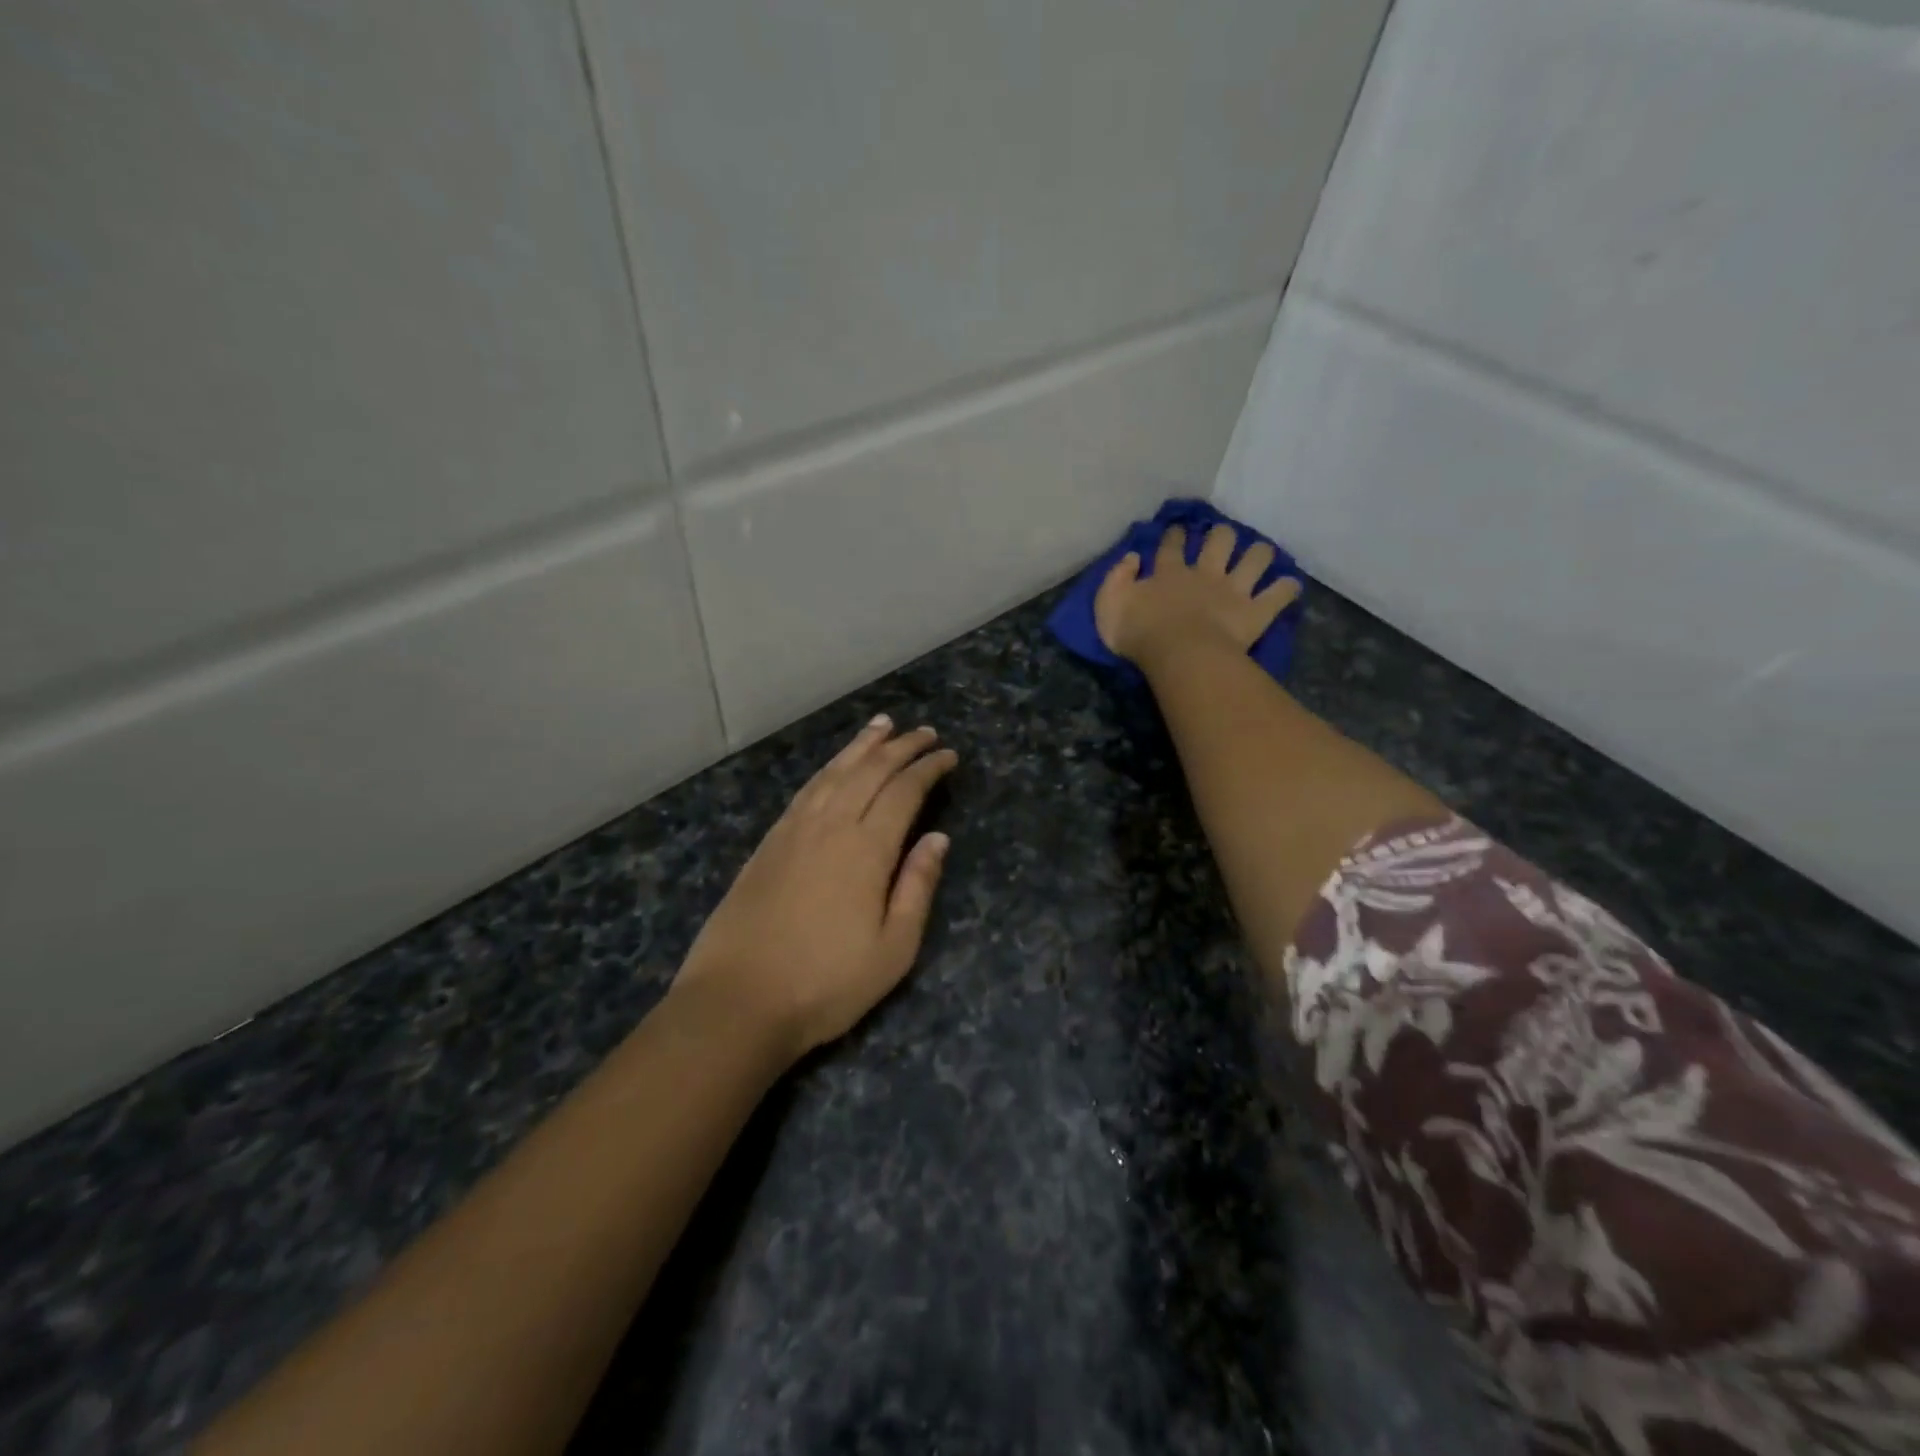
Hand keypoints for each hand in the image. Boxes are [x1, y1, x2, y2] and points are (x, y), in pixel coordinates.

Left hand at [672, 716, 958, 1060]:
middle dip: (901, 747)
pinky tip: (834, 766)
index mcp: (866, 849)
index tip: (948, 754)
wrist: (737, 1001)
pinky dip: (827, 768)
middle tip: (925, 732)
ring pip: (834, 772)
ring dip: (861, 746)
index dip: (928, 769)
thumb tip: (939, 838)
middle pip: (870, 771)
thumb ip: (917, 887)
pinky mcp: (768, 842)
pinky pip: (806, 789)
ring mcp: (794, 830)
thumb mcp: (893, 949)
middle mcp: (830, 825)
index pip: (904, 792)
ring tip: (882, 726)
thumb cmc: (825, 983)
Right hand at [1094, 523, 1300, 665]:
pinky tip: (1290, 586)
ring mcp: (1234, 591)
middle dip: (1222, 535)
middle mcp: (1205, 574)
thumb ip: (1116, 579)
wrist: (1179, 654)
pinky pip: (1278, 595)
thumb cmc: (1139, 633)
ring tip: (1261, 554)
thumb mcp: (1108, 605)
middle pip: (1220, 541)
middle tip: (1222, 537)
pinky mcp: (1255, 612)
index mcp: (1170, 573)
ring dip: (1260, 554)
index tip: (1178, 529)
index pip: (1172, 545)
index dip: (1175, 534)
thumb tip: (1131, 557)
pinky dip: (1286, 590)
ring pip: (1256, 559)